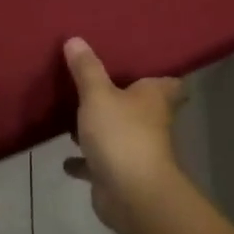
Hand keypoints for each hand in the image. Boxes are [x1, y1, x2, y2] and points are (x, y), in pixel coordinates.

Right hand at [62, 38, 185, 229]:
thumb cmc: (121, 134)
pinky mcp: (118, 174)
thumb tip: (75, 39)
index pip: (168, 80)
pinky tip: (65, 157)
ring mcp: (135, 149)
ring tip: (73, 112)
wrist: (131, 194)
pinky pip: (97, 162)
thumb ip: (86, 69)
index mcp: (154, 97)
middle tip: (94, 79)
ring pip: (116, 132)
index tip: (140, 60)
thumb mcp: (98, 94)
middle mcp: (150, 121)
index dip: (158, 71)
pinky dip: (84, 160)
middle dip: (120, 96)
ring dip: (98, 127)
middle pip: (138, 105)